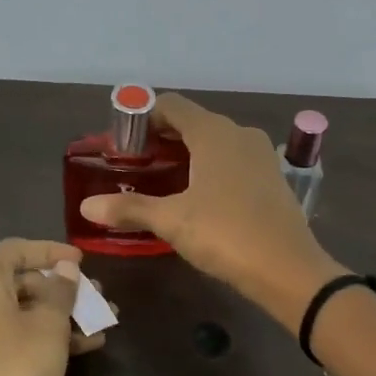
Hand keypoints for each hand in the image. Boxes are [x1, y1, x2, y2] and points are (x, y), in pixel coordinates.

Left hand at [0, 238, 106, 375]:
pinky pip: (10, 336)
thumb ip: (61, 290)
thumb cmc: (19, 365)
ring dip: (59, 316)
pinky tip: (82, 347)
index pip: (16, 249)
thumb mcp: (50, 324)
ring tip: (99, 325)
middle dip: (61, 290)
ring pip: (19, 312)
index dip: (51, 251)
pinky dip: (41, 336)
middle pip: (19, 282)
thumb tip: (64, 269)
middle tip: (96, 297)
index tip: (82, 261)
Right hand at [79, 94, 345, 326]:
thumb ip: (129, 209)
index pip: (171, 105)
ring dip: (186, 155)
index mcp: (213, 132)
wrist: (288, 269)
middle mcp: (238, 134)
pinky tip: (197, 197)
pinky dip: (210, 168)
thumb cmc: (225, 234)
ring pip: (214, 142)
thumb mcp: (172, 221)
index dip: (143, 118)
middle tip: (135, 166)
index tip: (123, 144)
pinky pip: (232, 161)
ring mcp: (260, 155)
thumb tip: (86, 207)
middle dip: (161, 139)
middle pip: (192, 122)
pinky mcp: (271, 178)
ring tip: (161, 182)